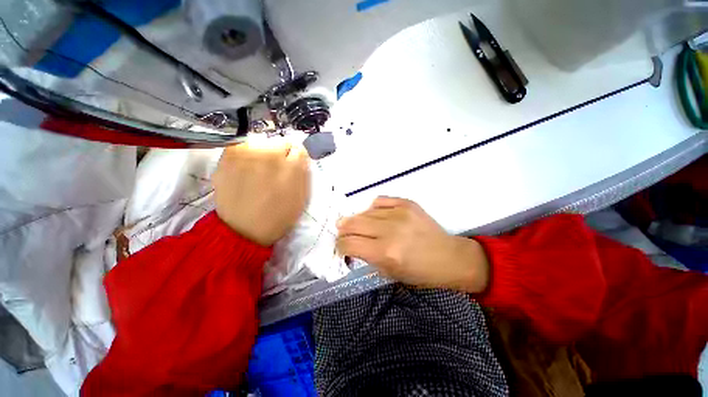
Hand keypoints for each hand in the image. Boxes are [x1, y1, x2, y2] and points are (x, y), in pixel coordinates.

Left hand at [212, 139, 309, 245]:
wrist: (243, 230)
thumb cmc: (279, 216)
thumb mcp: (302, 196)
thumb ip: (303, 172)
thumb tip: (299, 155)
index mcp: (292, 167)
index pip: (299, 148)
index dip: (296, 160)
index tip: (292, 168)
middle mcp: (271, 154)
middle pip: (281, 141)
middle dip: (282, 154)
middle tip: (275, 171)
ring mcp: (248, 152)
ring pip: (262, 142)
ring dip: (264, 153)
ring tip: (259, 171)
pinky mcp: (229, 154)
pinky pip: (244, 146)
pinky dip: (247, 154)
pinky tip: (245, 170)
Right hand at [336, 197, 489, 292]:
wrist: (449, 257)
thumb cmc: (420, 272)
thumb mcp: (389, 273)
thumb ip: (367, 257)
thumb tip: (351, 245)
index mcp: (385, 253)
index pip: (348, 244)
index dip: (340, 246)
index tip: (342, 248)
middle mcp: (390, 230)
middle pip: (352, 224)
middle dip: (343, 231)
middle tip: (344, 234)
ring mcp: (399, 213)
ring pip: (364, 212)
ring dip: (357, 221)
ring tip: (360, 226)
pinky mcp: (407, 203)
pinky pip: (379, 201)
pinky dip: (373, 209)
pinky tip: (376, 216)